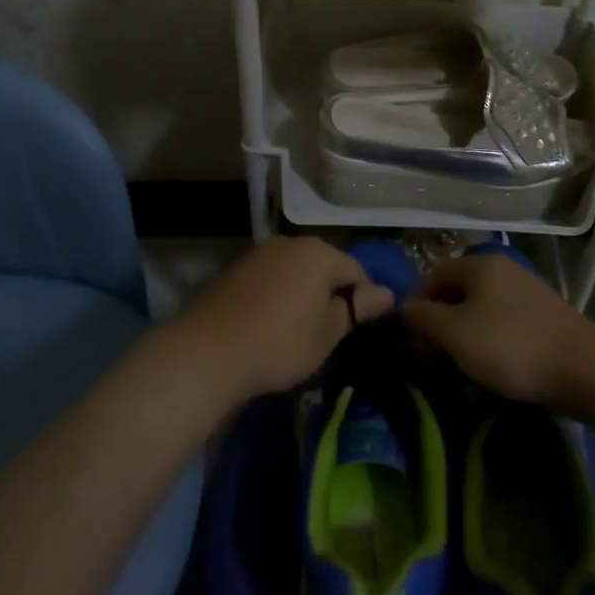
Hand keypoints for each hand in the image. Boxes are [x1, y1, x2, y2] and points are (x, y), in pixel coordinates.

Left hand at [176, 237, 394, 398]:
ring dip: (303, 294)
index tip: (357, 330)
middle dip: (331, 293)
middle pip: (324, 266)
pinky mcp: (235, 268)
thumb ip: (356, 309)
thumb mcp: (327, 333)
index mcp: (319, 253)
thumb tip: (386, 293)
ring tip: (298, 330)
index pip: (356, 271)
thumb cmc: (280, 343)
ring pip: (296, 270)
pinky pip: (271, 278)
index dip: (363, 300)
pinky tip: (269, 323)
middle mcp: (290, 242)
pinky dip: (277, 295)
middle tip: (328, 333)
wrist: (208, 351)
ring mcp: (259, 253)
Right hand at [403, 253, 594, 405]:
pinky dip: (491, 345)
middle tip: (433, 361)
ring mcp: (527, 293)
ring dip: (465, 340)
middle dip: (440, 326)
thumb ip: (423, 317)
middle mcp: (502, 270)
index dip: (416, 307)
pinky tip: (493, 372)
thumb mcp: (455, 332)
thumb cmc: (510, 346)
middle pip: (457, 294)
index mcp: (479, 265)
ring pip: (481, 312)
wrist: (584, 369)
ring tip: (460, 372)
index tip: (412, 343)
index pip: (432, 276)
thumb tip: (405, 308)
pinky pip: (504, 326)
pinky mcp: (544, 319)